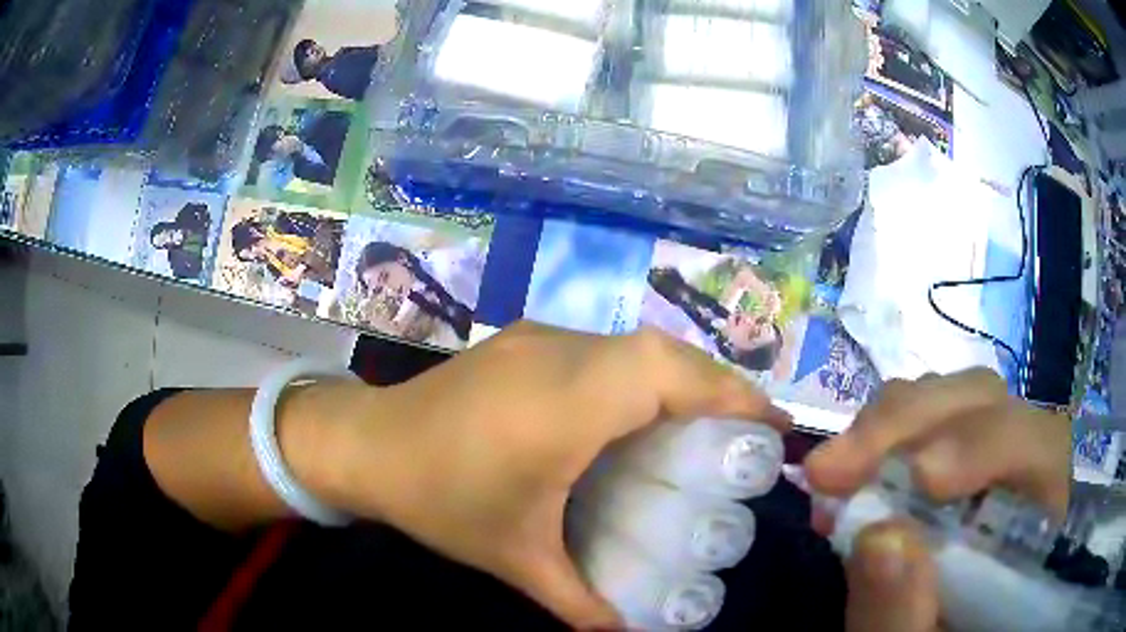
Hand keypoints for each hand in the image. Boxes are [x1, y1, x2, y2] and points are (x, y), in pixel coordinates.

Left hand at [318, 322, 790, 628]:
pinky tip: (637, 411)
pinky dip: (640, 371)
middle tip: (744, 428)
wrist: (365, 445)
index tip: (768, 422)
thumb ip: (578, 601)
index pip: (662, 373)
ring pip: (632, 342)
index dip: (724, 389)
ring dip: (678, 373)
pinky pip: (603, 347)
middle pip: (658, 350)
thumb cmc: (439, 501)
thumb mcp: (515, 559)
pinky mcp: (522, 339)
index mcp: (560, 406)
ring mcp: (537, 338)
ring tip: (704, 419)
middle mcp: (556, 355)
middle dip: (713, 381)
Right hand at [803, 369, 1070, 631]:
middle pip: (989, 405)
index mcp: (1037, 520)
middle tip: (837, 468)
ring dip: (889, 424)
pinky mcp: (944, 462)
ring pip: (951, 400)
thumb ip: (905, 617)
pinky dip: (876, 437)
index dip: (986, 445)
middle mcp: (1020, 473)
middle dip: (914, 422)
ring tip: (831, 471)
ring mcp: (982, 461)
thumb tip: (877, 538)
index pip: (1041, 447)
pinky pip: (919, 421)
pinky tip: (841, 475)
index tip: (917, 477)